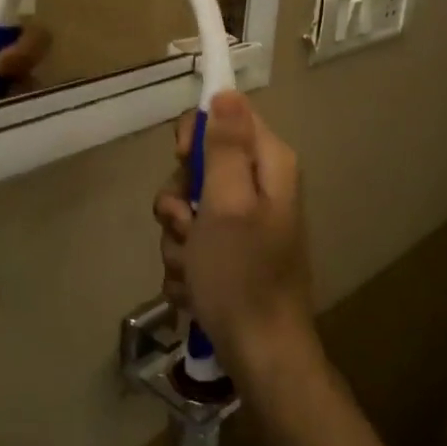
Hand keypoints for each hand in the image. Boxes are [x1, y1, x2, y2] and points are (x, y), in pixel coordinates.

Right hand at [153, 92, 316, 384]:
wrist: (259, 355)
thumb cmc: (241, 275)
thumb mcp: (227, 204)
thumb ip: (225, 146)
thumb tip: (226, 90)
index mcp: (268, 166)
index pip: (225, 116)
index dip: (196, 134)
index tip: (182, 159)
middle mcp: (257, 187)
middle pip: (198, 166)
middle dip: (180, 200)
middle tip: (186, 225)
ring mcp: (241, 224)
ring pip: (187, 208)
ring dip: (178, 239)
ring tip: (192, 269)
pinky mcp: (228, 254)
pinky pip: (191, 241)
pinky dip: (185, 264)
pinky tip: (195, 288)